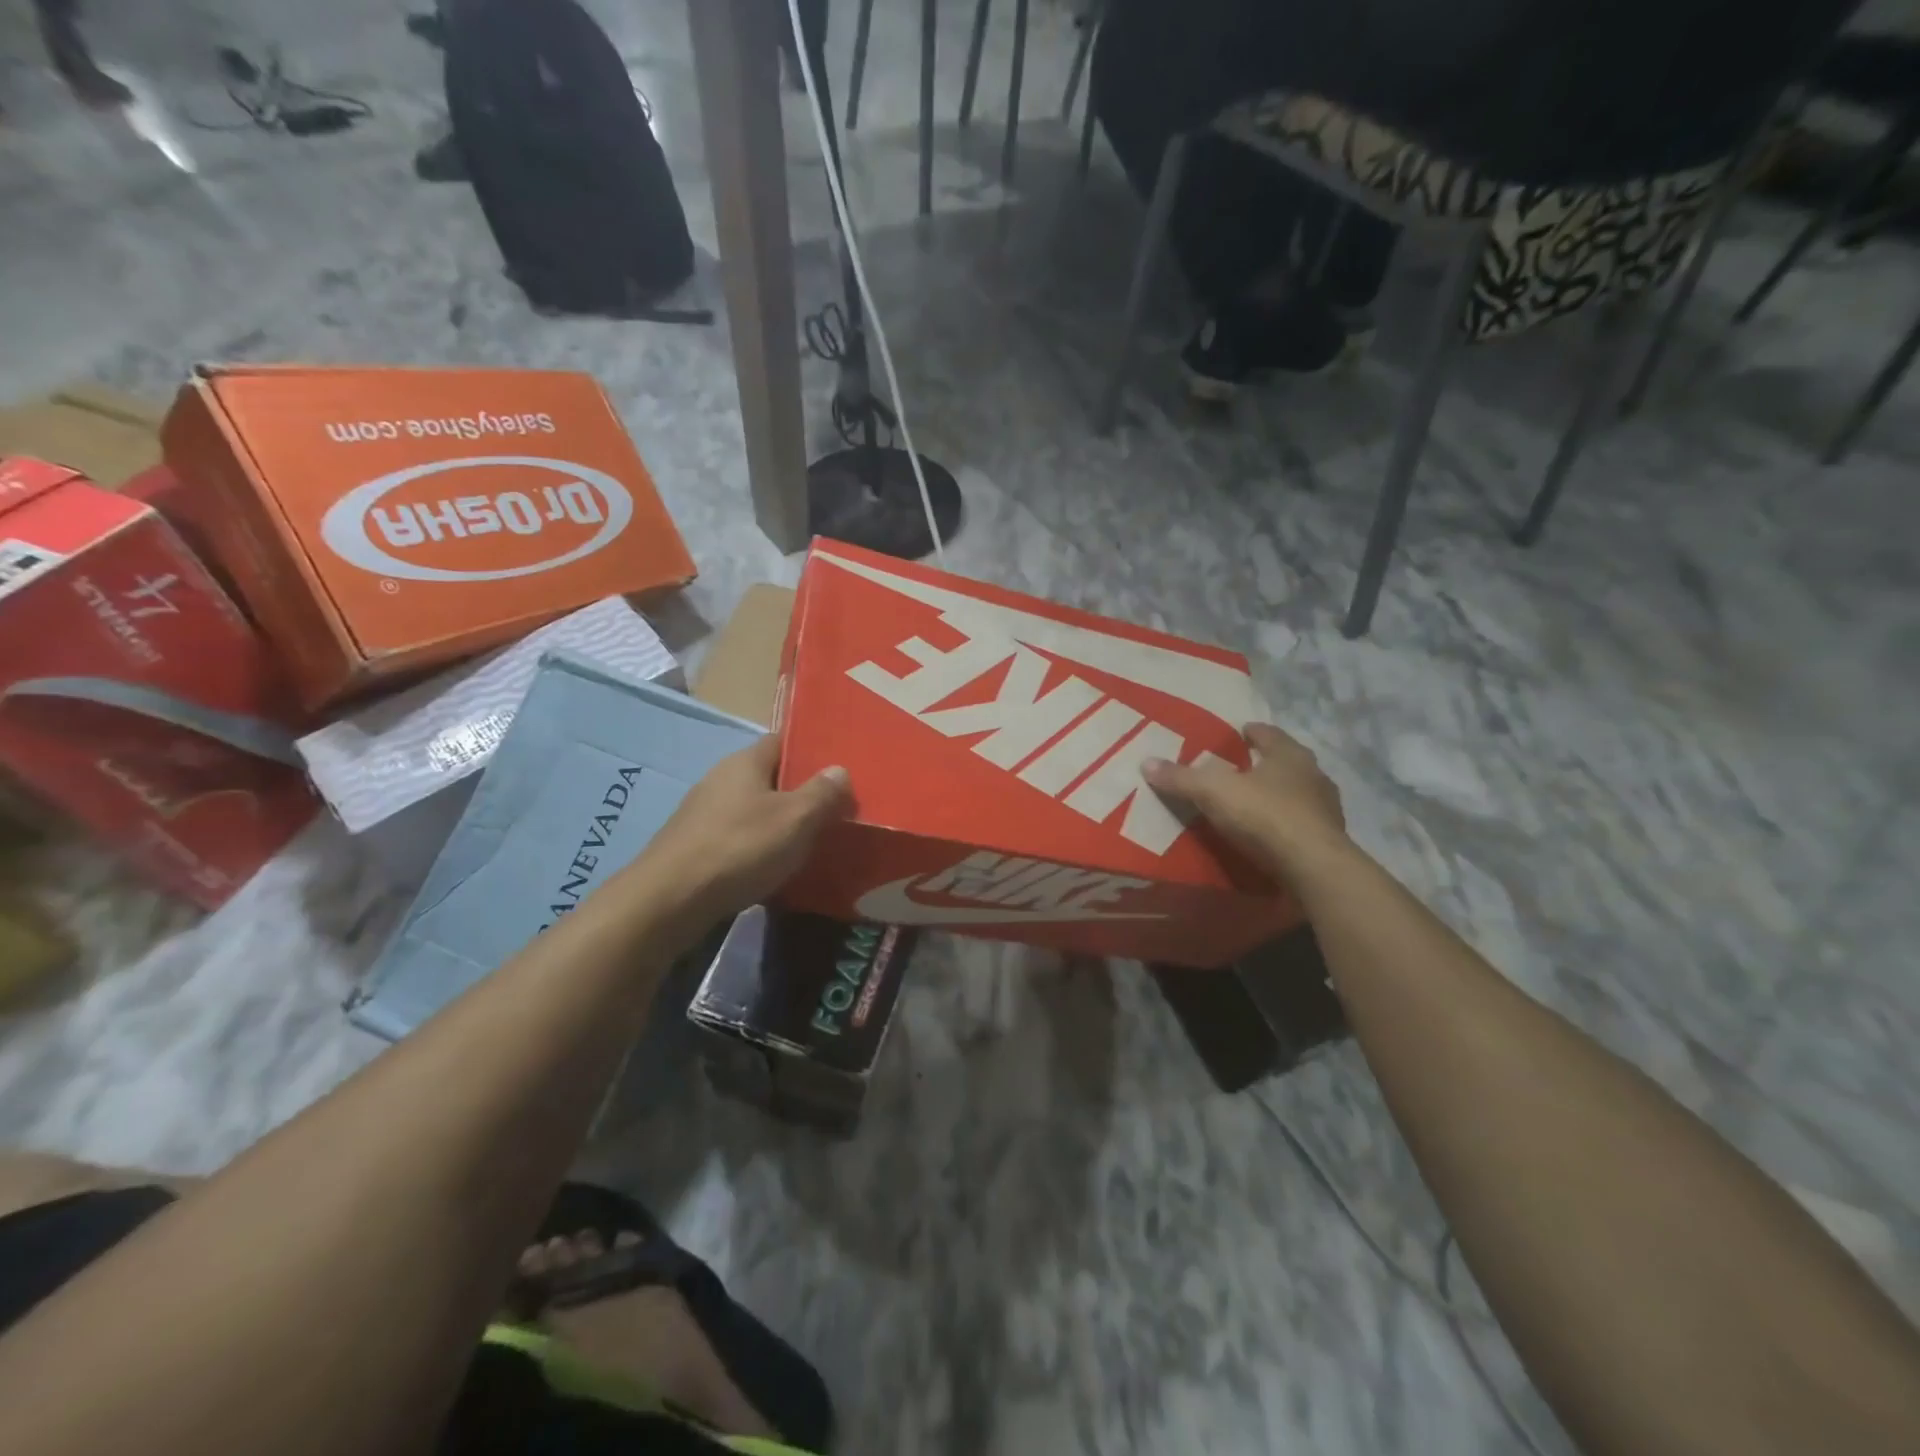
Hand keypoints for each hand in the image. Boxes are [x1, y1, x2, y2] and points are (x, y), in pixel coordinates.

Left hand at [641, 735, 850, 929]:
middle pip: (768, 777)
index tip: (837, 772)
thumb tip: (839, 769)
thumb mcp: (796, 819)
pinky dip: (757, 848)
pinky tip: (773, 868)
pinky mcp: (694, 846)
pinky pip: (737, 838)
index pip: (782, 742)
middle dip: (798, 793)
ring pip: (753, 810)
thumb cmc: (740, 847)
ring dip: (778, 823)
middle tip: (833, 812)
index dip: (810, 753)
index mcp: (744, 762)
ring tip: (809, 843)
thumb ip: (822, 793)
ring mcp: (703, 813)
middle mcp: (720, 779)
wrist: (670, 900)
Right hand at [1144, 722, 1346, 882]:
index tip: (1239, 732)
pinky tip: (1268, 834)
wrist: (1313, 867)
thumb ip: (1181, 778)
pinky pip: (1300, 824)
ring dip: (1278, 795)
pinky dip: (1284, 824)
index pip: (1269, 734)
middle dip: (1264, 764)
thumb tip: (1146, 762)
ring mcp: (1326, 809)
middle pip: (1286, 763)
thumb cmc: (1265, 815)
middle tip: (1240, 768)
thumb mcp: (1213, 792)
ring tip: (1252, 802)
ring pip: (1297, 794)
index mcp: (1290, 755)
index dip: (1252, 732)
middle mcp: (1314, 776)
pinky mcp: (1328, 840)